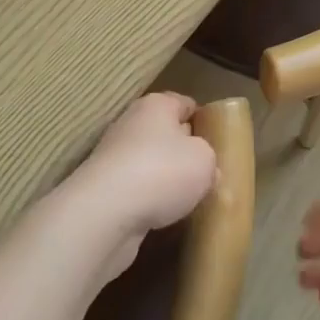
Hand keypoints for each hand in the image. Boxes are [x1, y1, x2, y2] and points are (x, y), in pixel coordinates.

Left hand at [73, 93, 217, 269]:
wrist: (104, 214)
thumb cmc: (162, 172)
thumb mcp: (204, 160)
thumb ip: (209, 158)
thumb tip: (203, 167)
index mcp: (156, 106)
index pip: (184, 103)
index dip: (202, 119)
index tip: (217, 140)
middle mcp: (130, 124)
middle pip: (164, 133)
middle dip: (182, 152)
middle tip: (205, 173)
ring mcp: (112, 158)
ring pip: (148, 163)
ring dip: (164, 179)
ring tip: (187, 200)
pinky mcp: (102, 189)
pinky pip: (134, 189)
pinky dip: (147, 201)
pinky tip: (162, 216)